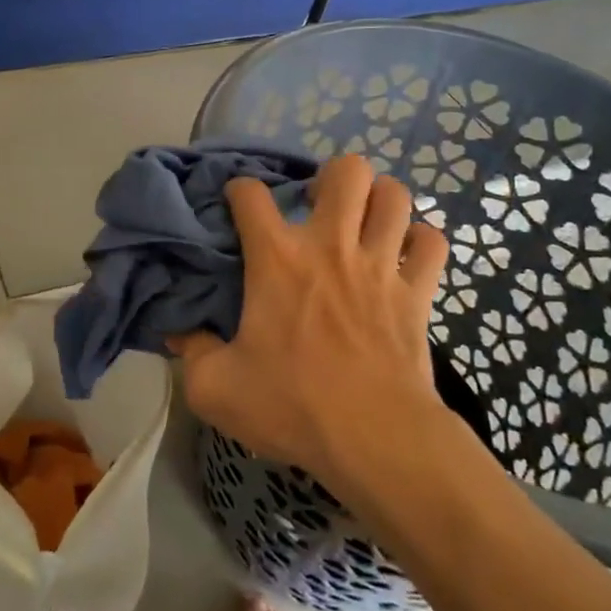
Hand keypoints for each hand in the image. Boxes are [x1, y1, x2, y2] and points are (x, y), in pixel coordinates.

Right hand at [171, 156, 449, 487]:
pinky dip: (420, 241)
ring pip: (394, 195)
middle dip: (331, 178)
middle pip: (346, 171)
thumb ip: (191, 352)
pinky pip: (433, 242)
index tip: (237, 205)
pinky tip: (405, 256)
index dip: (239, 190)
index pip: (251, 193)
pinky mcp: (418, 292)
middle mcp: (331, 245)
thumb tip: (177, 332)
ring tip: (363, 220)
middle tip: (318, 208)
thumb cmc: (292, 406)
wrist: (374, 439)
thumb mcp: (215, 388)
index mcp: (277, 259)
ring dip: (378, 199)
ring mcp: (381, 264)